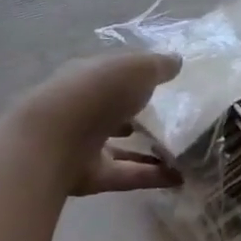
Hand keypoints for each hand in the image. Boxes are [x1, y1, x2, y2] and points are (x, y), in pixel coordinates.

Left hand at [16, 52, 181, 194]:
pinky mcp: (92, 176)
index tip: (165, 85)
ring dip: (149, 151)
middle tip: (176, 121)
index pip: (112, 76)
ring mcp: (86, 145)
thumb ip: (157, 66)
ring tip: (185, 153)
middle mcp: (84, 110)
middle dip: (139, 116)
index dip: (136, 78)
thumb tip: (177, 61)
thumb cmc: (96, 93)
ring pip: (121, 147)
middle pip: (114, 112)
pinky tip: (180, 178)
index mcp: (88, 77)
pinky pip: (128, 175)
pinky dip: (153, 176)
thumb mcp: (135, 68)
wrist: (55, 141)